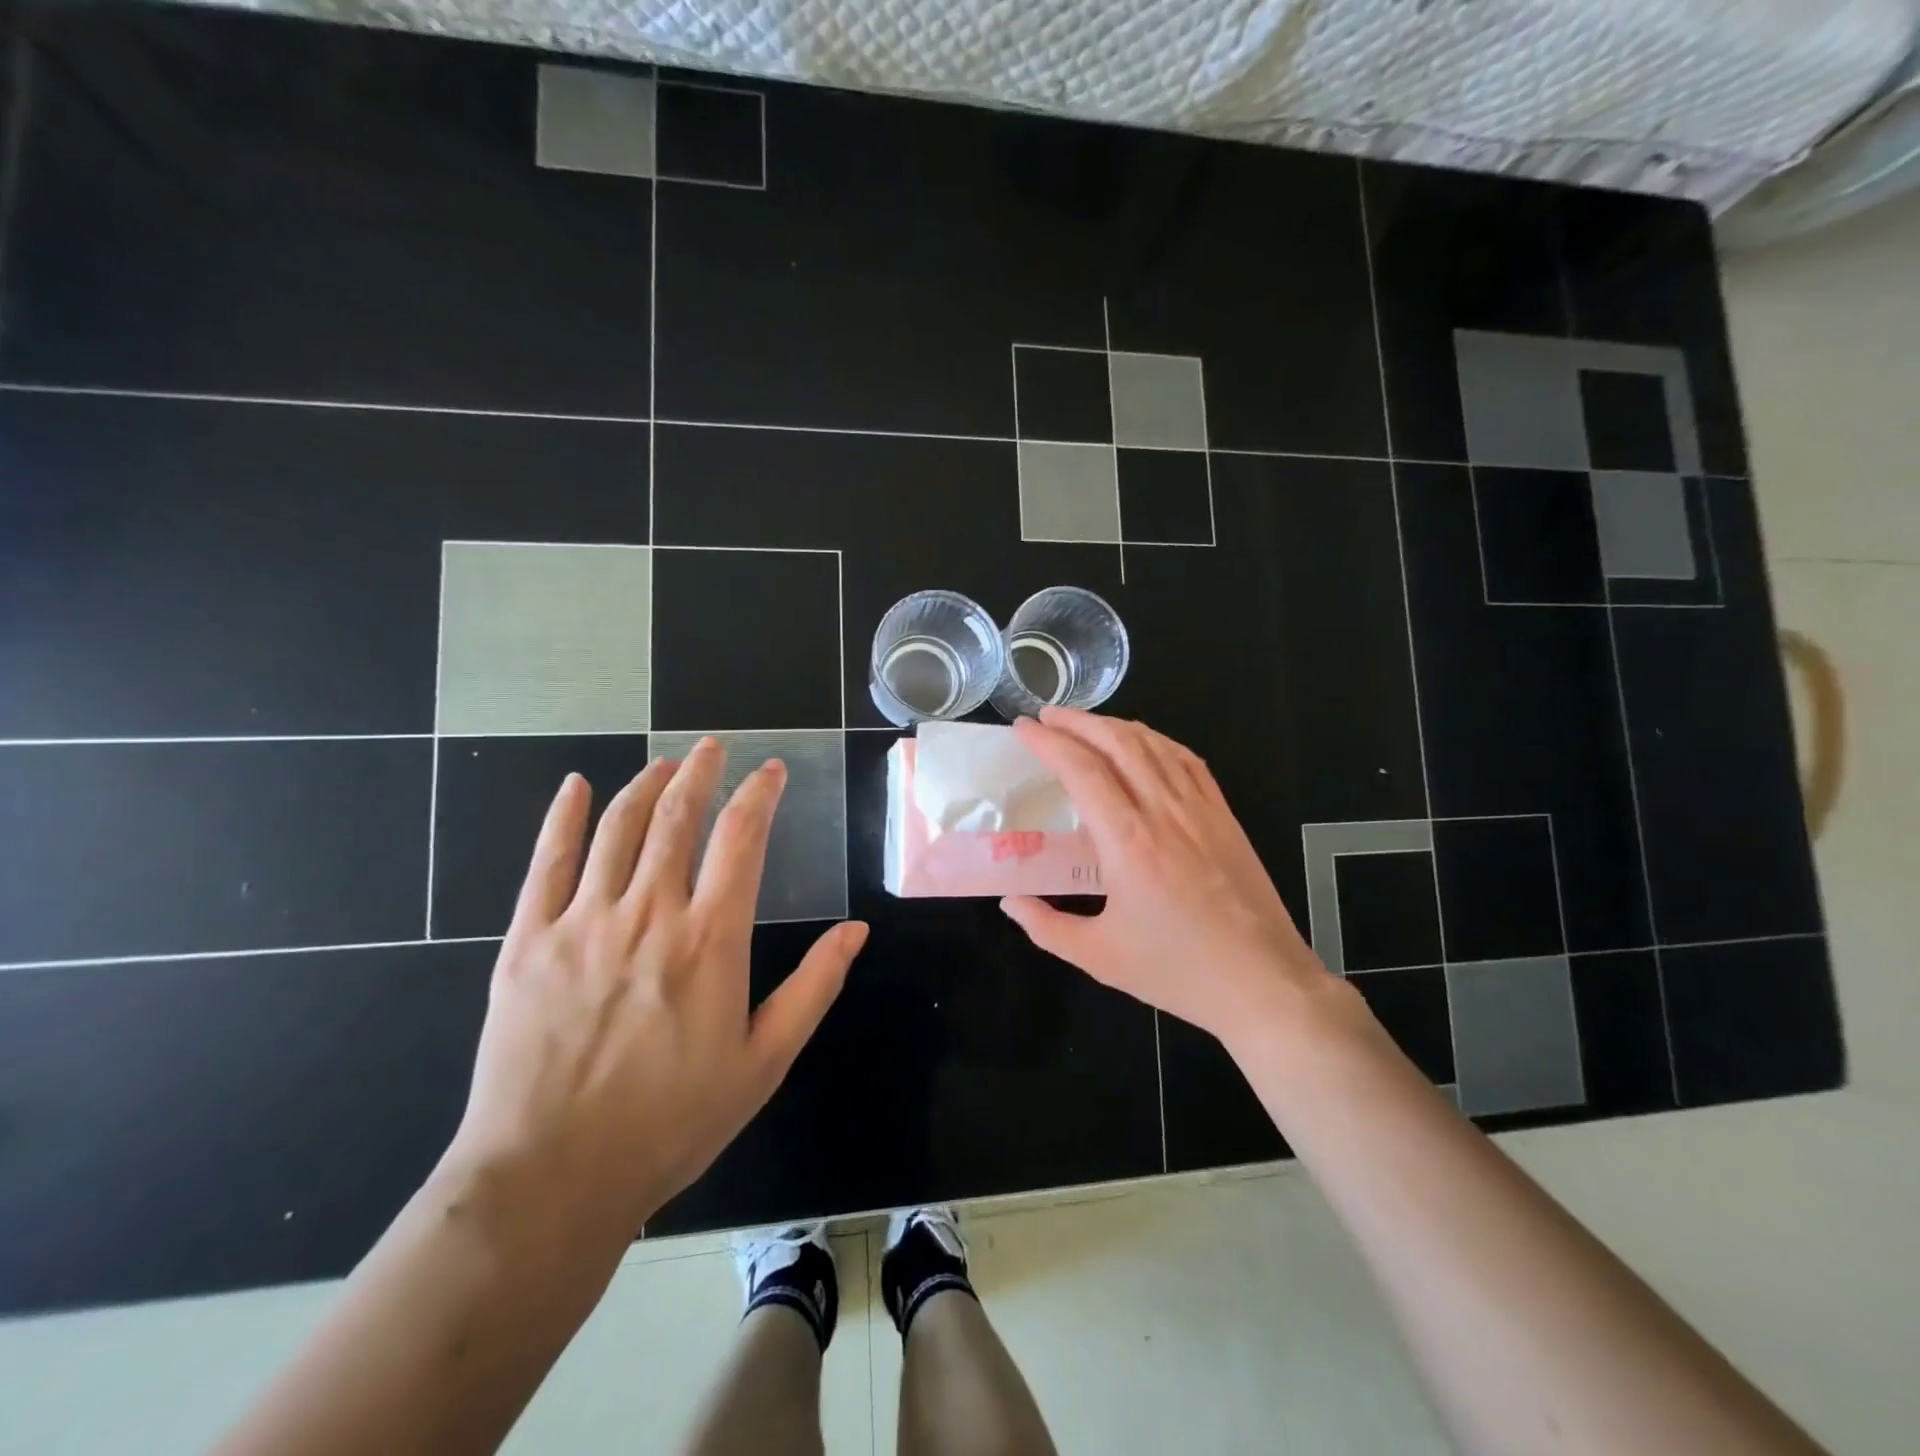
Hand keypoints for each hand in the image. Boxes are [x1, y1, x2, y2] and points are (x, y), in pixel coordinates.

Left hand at [449, 741, 868, 1230]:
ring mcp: (582, 922)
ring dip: (645, 785)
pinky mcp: (528, 940)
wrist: (551, 1176)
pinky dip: (562, 817)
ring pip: (617, 828)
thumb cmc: (671, 1121)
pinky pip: (545, 861)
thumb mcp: (764, 1061)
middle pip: (678, 817)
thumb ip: (814, 987)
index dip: (760, 794)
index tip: (772, 770)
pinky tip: (574, 787)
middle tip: (712, 747)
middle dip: (700, 772)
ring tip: (663, 764)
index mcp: (710, 939)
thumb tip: (856, 929)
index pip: (742, 838)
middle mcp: (649, 913)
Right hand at [1000, 708, 1339, 1047]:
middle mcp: (1164, 812)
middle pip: (1118, 742)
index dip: (1049, 742)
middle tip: (1048, 717)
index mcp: (1128, 842)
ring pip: (1154, 744)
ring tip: (1086, 725)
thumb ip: (1046, 927)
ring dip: (1114, 725)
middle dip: (1078, 721)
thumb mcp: (1098, 957)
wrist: (1262, 982)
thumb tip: (1010, 902)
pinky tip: (1144, 743)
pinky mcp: (1224, 815)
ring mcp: (1200, 809)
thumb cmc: (1177, 971)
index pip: (1082, 770)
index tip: (1024, 728)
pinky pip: (1188, 761)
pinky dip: (1157, 741)